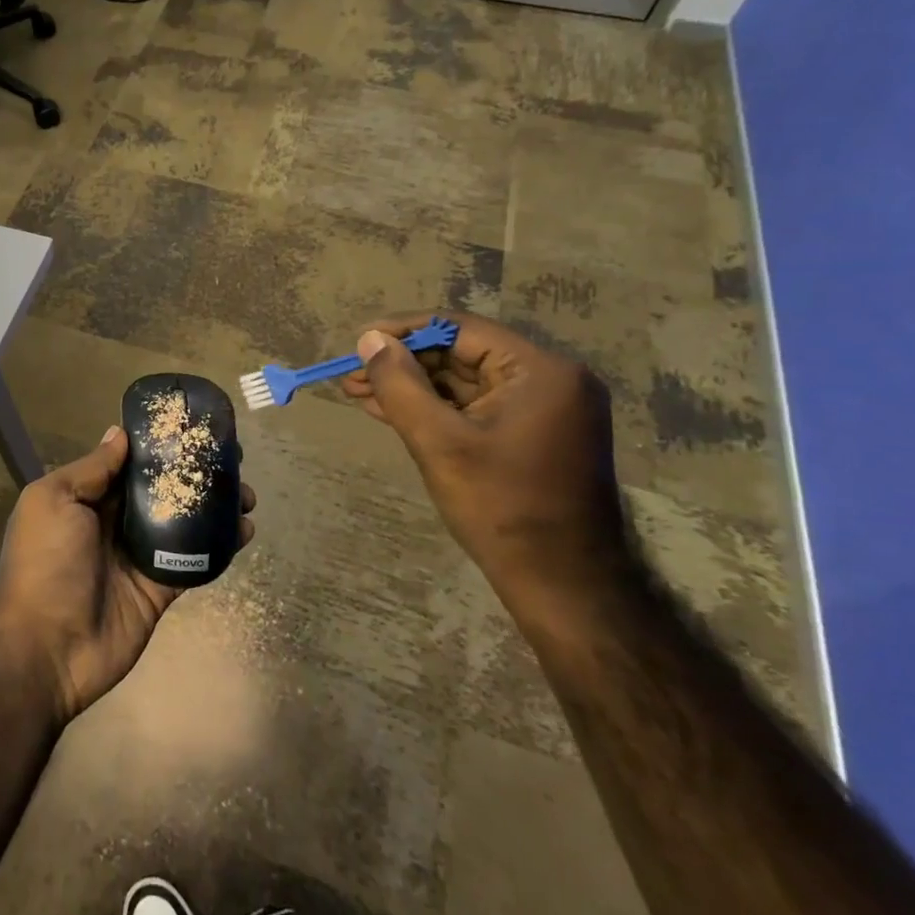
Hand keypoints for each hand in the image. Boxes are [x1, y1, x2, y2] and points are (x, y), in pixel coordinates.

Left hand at [0, 425, 255, 724]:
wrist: (46, 648)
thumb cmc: (44, 562)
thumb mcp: (54, 500)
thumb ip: (91, 469)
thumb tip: (119, 433)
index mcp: (86, 498)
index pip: (128, 464)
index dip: (159, 446)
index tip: (193, 428)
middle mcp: (114, 522)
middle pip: (161, 490)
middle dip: (194, 473)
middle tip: (233, 459)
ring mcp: (139, 556)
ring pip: (183, 522)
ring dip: (214, 507)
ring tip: (246, 494)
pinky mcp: (160, 588)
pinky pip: (194, 560)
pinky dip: (220, 546)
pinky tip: (245, 530)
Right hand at [343, 312, 624, 599]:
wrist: (561, 585)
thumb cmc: (501, 508)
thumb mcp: (438, 442)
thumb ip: (400, 385)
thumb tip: (369, 340)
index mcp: (541, 371)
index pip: (461, 329)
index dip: (404, 331)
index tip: (358, 342)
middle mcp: (550, 380)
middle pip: (462, 354)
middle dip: (403, 364)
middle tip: (352, 375)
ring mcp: (544, 409)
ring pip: (464, 383)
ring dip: (412, 387)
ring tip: (358, 392)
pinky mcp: (533, 434)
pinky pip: (476, 408)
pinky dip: (434, 408)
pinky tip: (389, 410)